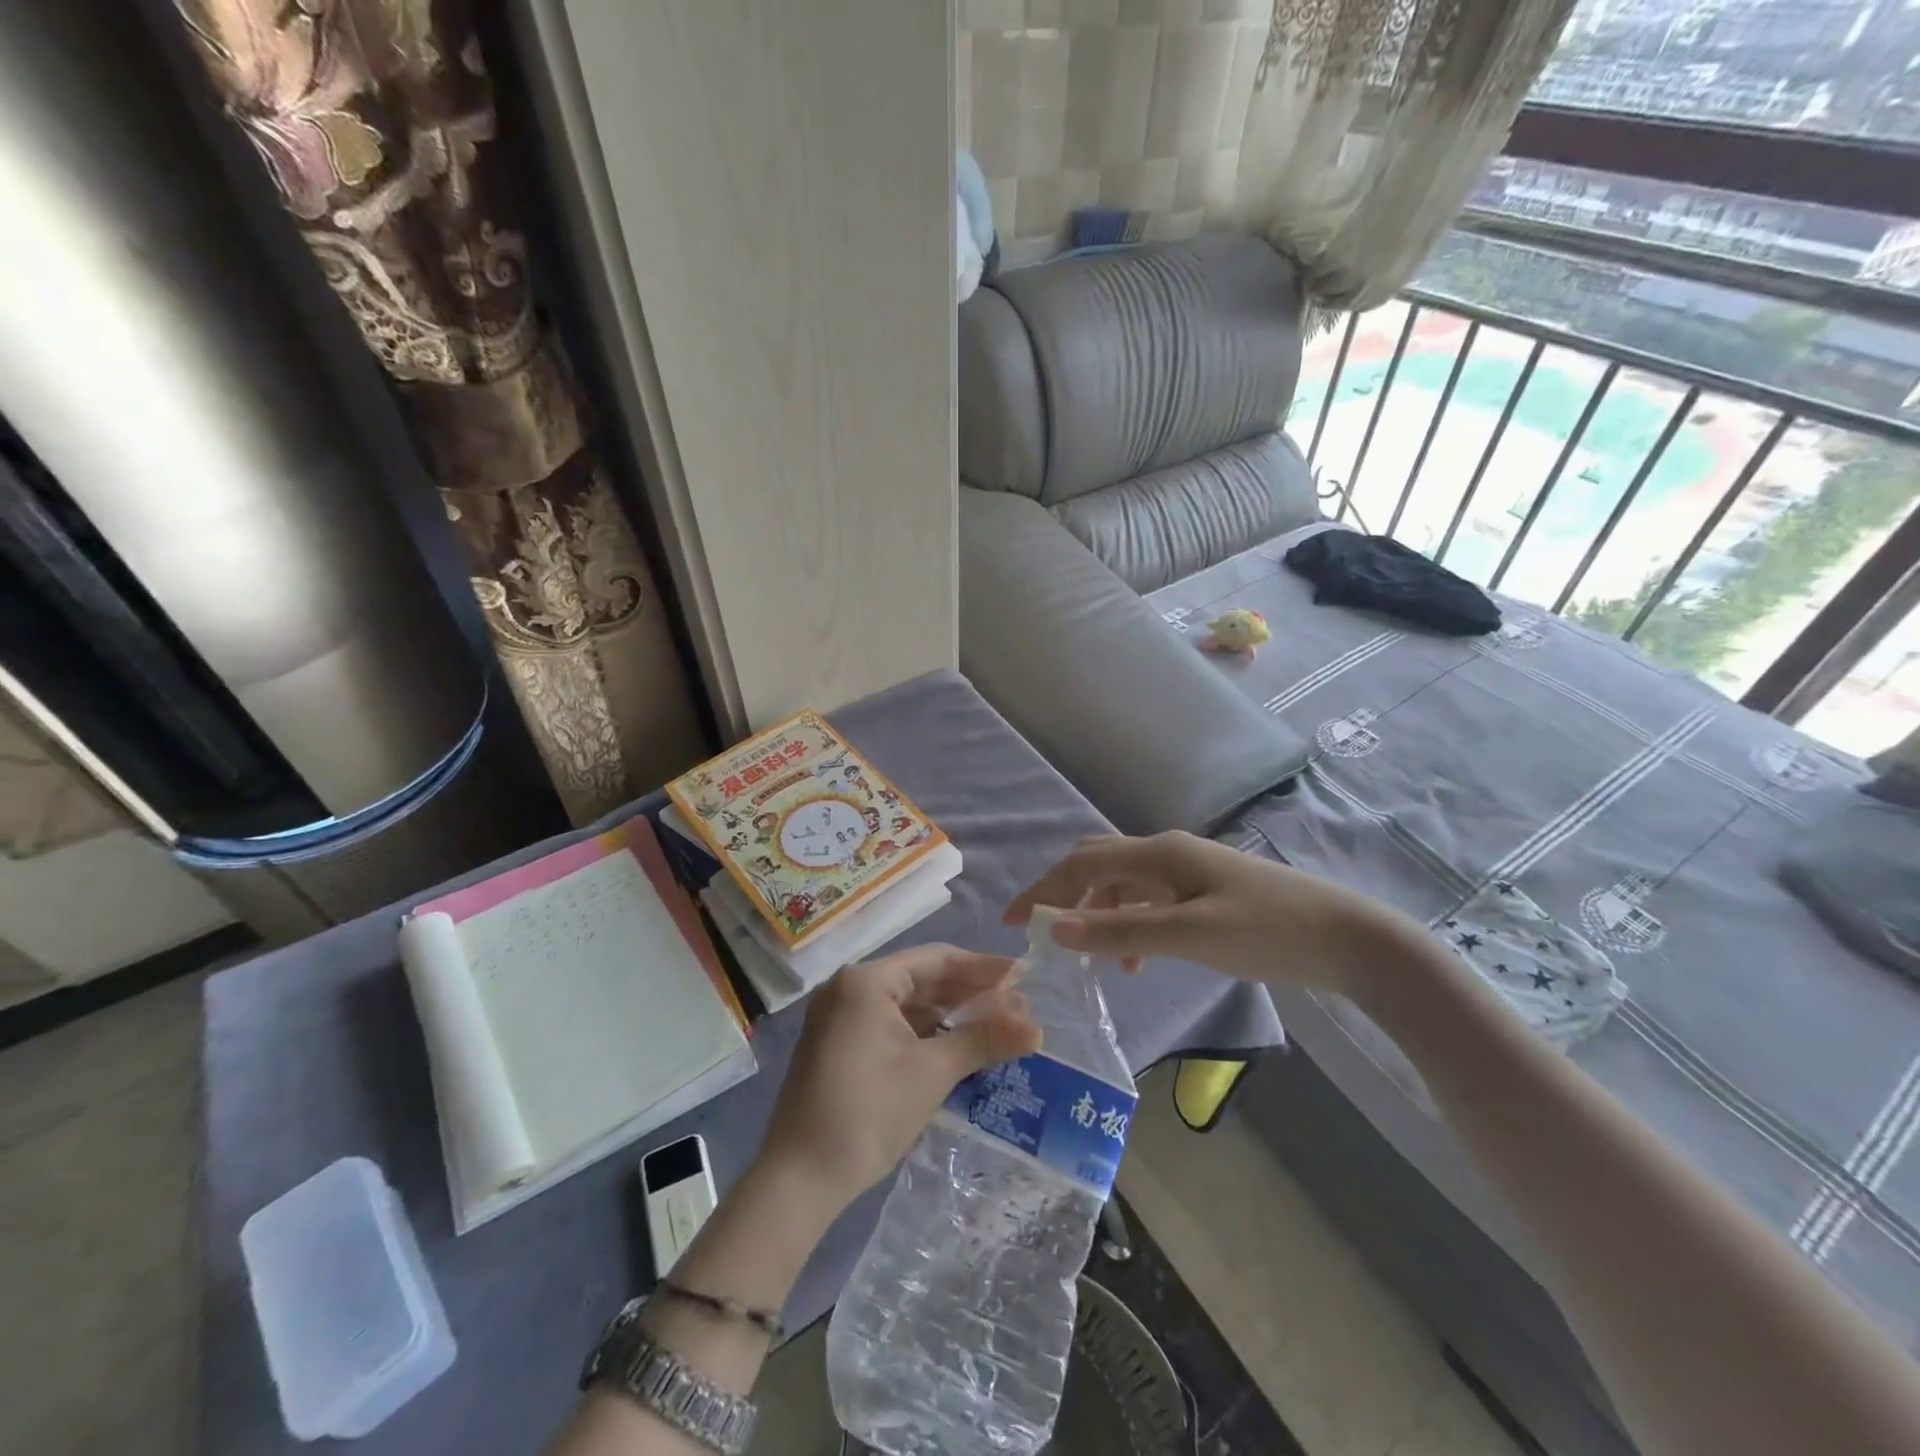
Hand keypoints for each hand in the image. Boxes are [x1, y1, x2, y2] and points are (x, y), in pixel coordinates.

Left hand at [754, 944, 1041, 1213]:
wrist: (798, 1181)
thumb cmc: (867, 1114)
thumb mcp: (931, 1073)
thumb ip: (983, 1040)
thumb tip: (1037, 1027)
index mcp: (867, 981)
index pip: (936, 960)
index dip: (983, 967)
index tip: (1024, 974)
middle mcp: (850, 988)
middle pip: (922, 979)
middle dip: (970, 992)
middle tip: (1018, 1003)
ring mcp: (841, 1018)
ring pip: (908, 1004)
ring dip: (950, 1014)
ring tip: (996, 1024)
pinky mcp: (840, 1046)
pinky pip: (892, 1025)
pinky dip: (926, 1032)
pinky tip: (957, 1043)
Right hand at [1005, 831, 1418, 997]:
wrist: (1350, 940)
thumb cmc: (1269, 932)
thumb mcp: (1190, 935)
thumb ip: (1121, 930)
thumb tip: (1053, 928)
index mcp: (1160, 853)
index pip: (1082, 863)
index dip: (1042, 889)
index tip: (1010, 924)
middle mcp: (1167, 853)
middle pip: (1098, 865)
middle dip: (1063, 896)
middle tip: (1039, 934)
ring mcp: (1188, 871)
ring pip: (1123, 885)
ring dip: (1097, 914)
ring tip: (1088, 958)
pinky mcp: (1205, 893)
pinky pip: (1150, 901)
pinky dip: (1128, 925)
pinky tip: (1135, 959)